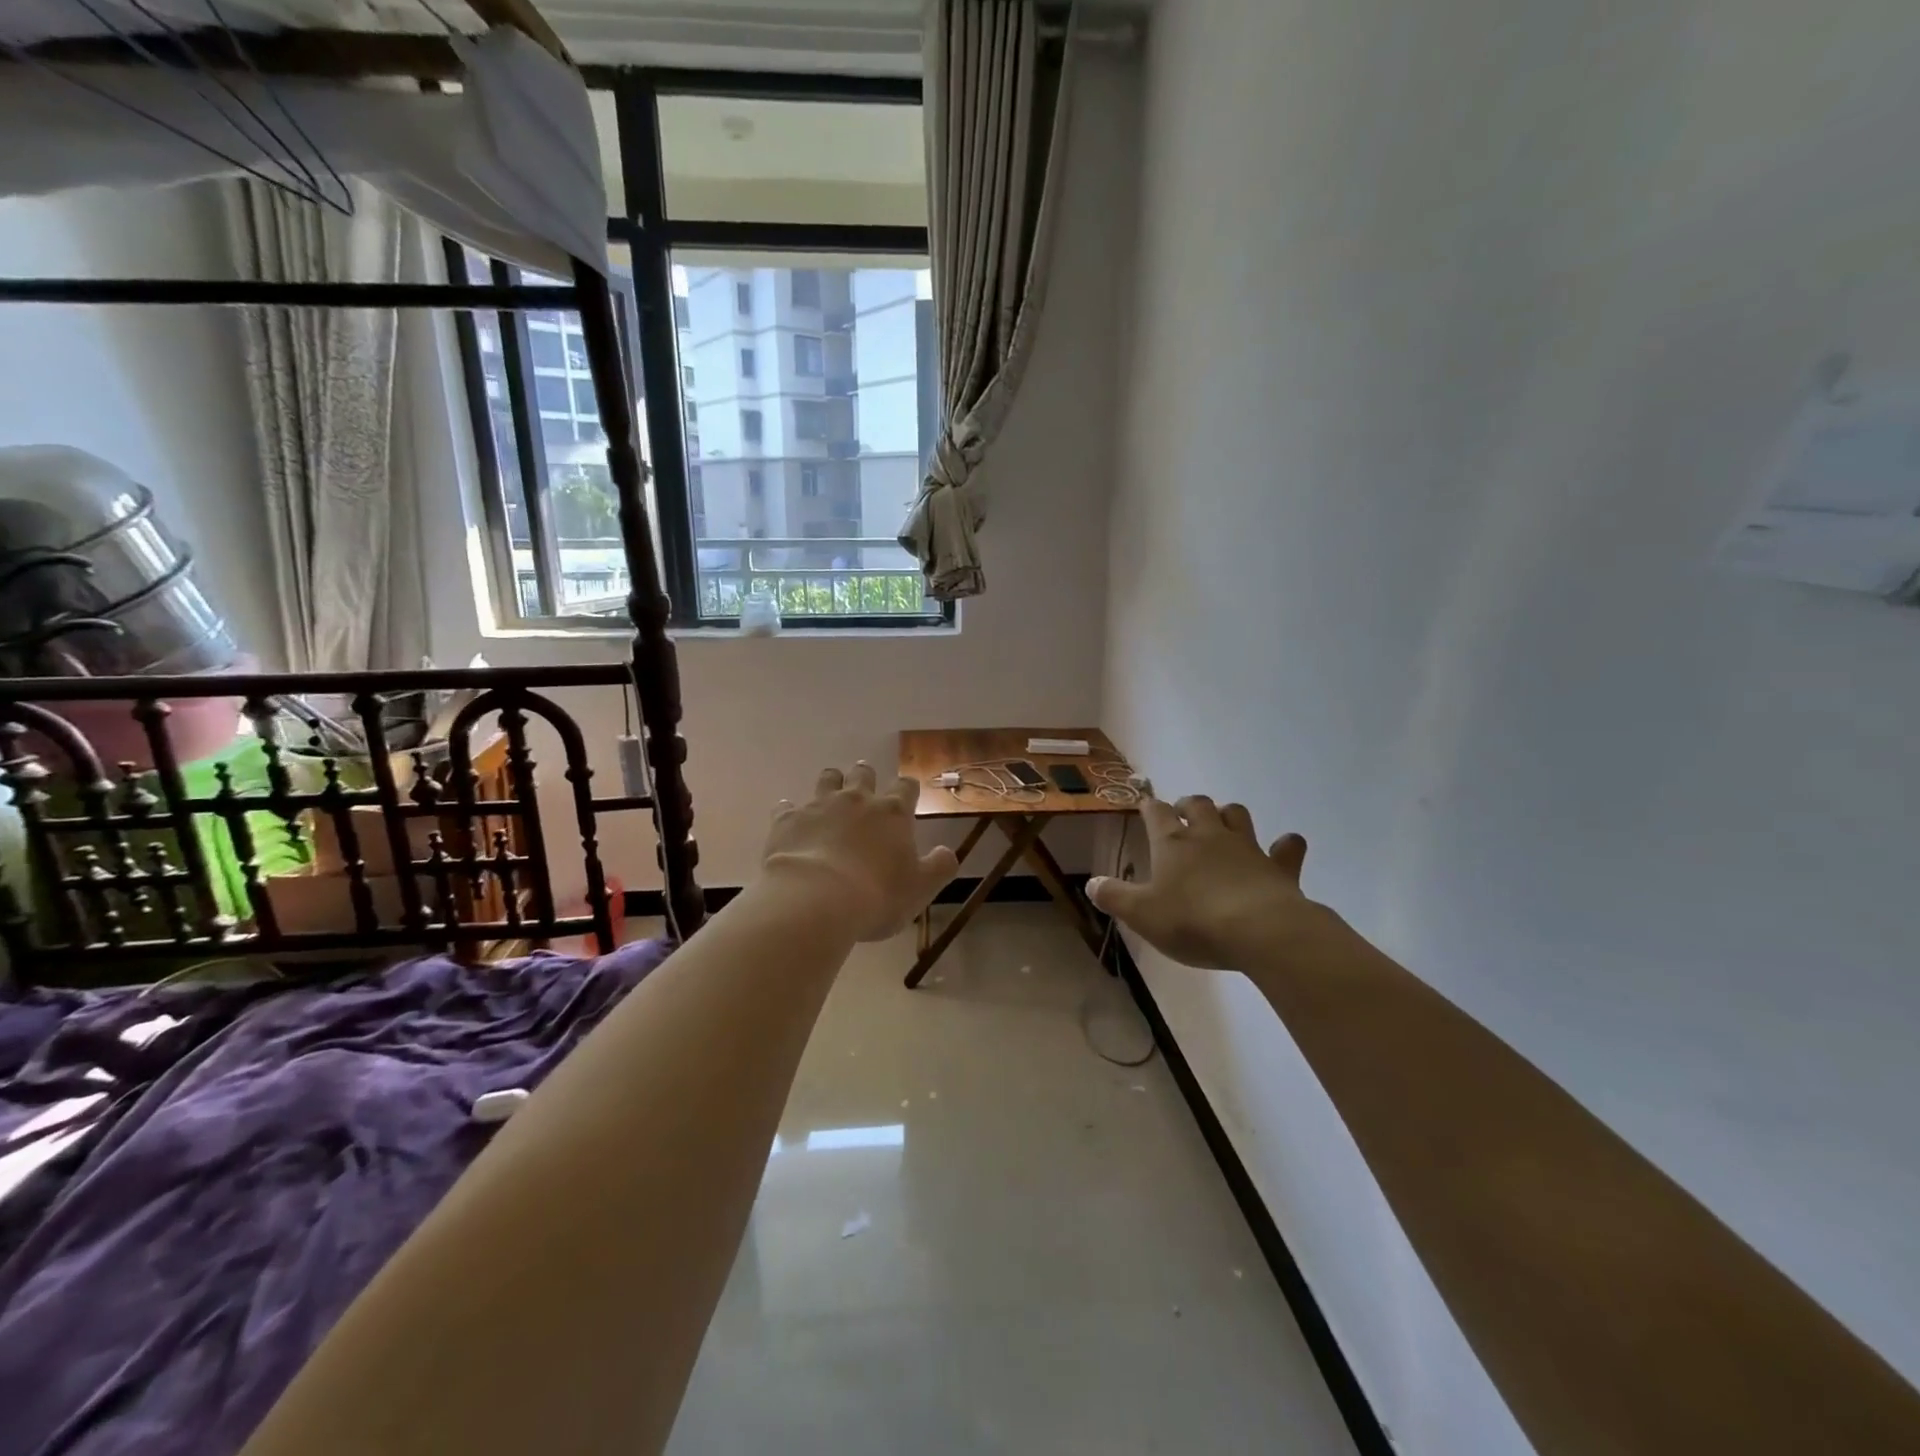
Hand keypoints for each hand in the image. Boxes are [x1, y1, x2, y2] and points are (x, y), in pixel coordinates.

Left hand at [762, 764, 959, 941]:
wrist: (816, 900)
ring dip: (831, 784)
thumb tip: (947, 852)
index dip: (907, 789)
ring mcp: (819, 806)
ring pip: (827, 780)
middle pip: (863, 774)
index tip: (907, 795)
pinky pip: (787, 807)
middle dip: (866, 778)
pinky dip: (791, 812)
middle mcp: (857, 800)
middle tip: (865, 789)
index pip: (905, 787)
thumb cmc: (877, 896)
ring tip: (830, 796)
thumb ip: (939, 867)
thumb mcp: (921, 889)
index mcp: (892, 813)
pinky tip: (790, 821)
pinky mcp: (787, 820)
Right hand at [1087, 797, 1318, 969]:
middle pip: (1198, 804)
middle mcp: (1209, 836)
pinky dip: (1285, 845)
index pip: (1156, 813)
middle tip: (1182, 813)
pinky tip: (1285, 846)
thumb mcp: (1141, 914)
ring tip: (1223, 824)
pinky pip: (1287, 847)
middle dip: (1188, 805)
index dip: (1149, 807)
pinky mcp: (1279, 867)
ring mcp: (1247, 848)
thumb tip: (1091, 883)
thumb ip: (1114, 897)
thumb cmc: (1192, 920)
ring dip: (1229, 815)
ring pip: (1237, 815)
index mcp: (1172, 843)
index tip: (1145, 805)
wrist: (1259, 931)